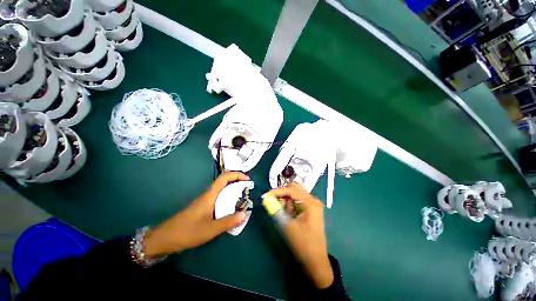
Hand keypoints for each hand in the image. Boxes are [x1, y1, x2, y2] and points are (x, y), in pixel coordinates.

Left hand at [143, 172, 248, 257]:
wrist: (165, 238)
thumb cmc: (187, 231)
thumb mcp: (210, 229)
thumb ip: (228, 222)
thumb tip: (245, 214)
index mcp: (210, 195)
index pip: (225, 177)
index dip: (237, 174)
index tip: (247, 180)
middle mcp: (209, 194)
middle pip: (225, 182)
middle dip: (238, 182)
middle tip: (248, 190)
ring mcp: (206, 200)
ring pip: (222, 190)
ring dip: (234, 190)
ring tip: (243, 199)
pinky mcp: (204, 206)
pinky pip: (219, 197)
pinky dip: (228, 198)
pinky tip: (231, 209)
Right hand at [266, 183, 333, 288]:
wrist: (316, 261)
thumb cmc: (303, 244)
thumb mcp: (287, 225)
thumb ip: (276, 210)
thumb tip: (266, 199)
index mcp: (310, 202)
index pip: (291, 190)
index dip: (277, 191)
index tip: (265, 196)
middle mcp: (313, 200)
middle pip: (294, 189)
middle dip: (282, 194)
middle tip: (273, 202)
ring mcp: (312, 205)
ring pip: (295, 195)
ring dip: (286, 201)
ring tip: (282, 213)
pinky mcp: (310, 210)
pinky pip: (297, 202)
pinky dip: (290, 206)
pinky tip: (287, 214)